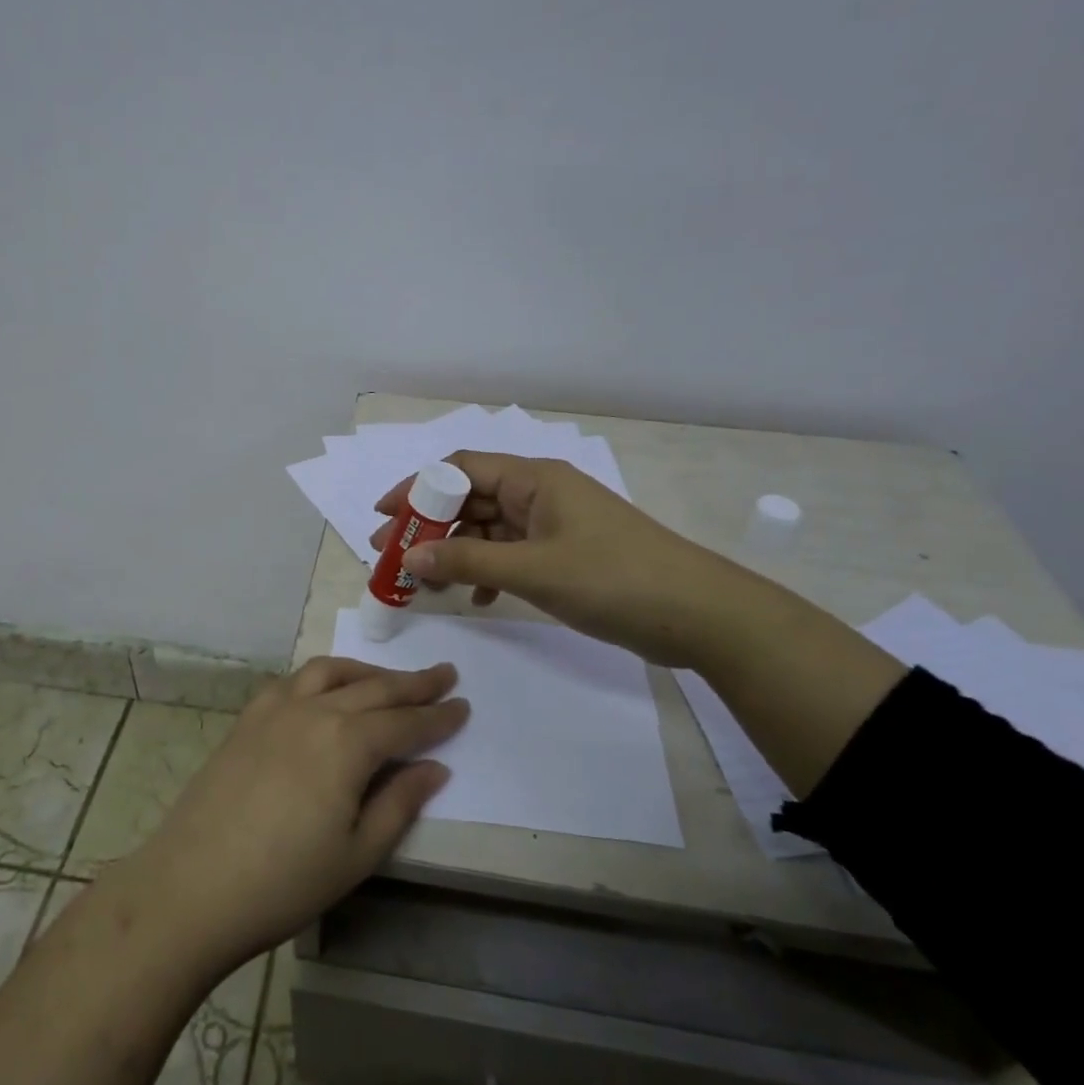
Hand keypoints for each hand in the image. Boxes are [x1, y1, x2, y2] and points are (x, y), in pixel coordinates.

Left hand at [118, 657, 467, 972]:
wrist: (192, 887)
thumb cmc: (284, 882)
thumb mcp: (357, 854)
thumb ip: (400, 803)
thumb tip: (435, 767)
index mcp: (348, 743)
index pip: (406, 722)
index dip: (438, 717)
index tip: (463, 706)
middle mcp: (316, 710)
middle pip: (375, 688)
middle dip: (414, 683)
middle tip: (444, 675)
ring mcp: (276, 709)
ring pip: (332, 672)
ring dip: (368, 671)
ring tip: (389, 679)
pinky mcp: (248, 718)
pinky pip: (294, 680)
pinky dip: (322, 676)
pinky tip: (326, 690)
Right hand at [370, 450, 745, 668]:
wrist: (698, 615)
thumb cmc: (614, 579)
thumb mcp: (534, 570)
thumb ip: (469, 561)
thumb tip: (412, 557)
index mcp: (534, 479)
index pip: (462, 469)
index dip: (419, 488)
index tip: (385, 517)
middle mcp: (540, 494)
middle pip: (471, 500)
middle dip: (431, 527)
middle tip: (394, 557)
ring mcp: (555, 525)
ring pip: (490, 530)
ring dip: (458, 553)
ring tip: (426, 584)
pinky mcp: (566, 556)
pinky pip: (513, 555)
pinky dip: (490, 573)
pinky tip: (479, 600)